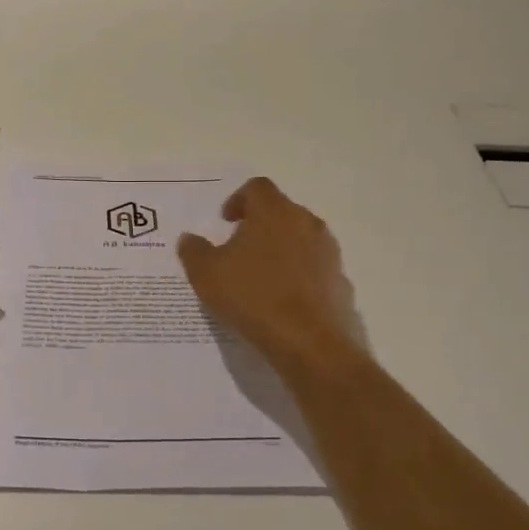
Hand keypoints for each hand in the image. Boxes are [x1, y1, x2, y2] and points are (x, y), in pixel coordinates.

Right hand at [178, 177, 363, 375]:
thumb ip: (194, 251)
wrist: (309, 342)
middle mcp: (306, 222)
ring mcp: (328, 251)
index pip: (257, 187)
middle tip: (238, 249)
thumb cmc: (253, 297)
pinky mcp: (339, 279)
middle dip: (259, 225)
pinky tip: (282, 300)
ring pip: (300, 239)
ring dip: (280, 249)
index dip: (238, 199)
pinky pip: (314, 268)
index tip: (226, 221)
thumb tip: (189, 239)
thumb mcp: (206, 274)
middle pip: (281, 211)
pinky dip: (297, 275)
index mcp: (274, 212)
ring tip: (259, 277)